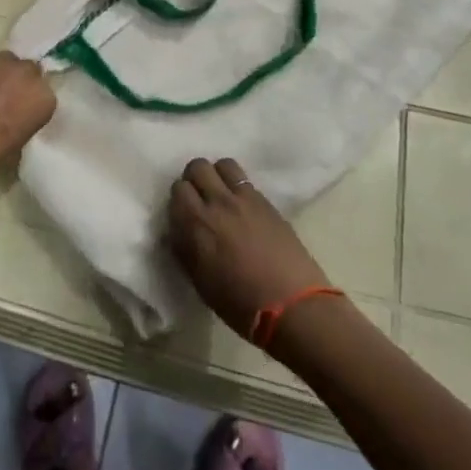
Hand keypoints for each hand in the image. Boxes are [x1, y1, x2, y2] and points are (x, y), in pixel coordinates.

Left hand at [0, 44, 55, 190]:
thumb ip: (23, 126)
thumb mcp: (13, 151)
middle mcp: (26, 73)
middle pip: (28, 71)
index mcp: (42, 100)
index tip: (19, 114)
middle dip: (17, 82)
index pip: (44, 95)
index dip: (30, 103)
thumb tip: (17, 121)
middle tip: (1, 100)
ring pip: (5, 59)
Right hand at [167, 158, 330, 341]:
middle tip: (199, 199)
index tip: (183, 213)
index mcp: (197, 224)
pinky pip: (245, 179)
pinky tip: (242, 206)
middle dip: (194, 179)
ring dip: (218, 175)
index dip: (179, 199)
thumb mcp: (200, 281)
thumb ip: (185, 248)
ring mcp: (245, 198)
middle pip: (198, 167)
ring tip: (221, 194)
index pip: (178, 189)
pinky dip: (238, 185)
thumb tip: (180, 230)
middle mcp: (218, 202)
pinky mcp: (266, 201)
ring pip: (223, 164)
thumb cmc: (240, 304)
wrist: (292, 305)